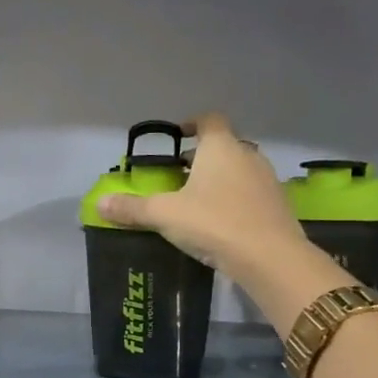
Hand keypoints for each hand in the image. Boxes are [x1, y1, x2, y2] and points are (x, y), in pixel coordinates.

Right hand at [95, 112, 307, 279]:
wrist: (269, 257)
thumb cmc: (213, 223)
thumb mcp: (164, 215)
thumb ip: (132, 208)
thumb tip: (100, 204)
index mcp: (220, 147)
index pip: (209, 120)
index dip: (193, 123)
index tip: (179, 135)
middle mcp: (247, 155)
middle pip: (224, 145)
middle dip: (202, 156)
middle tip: (180, 173)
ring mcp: (267, 180)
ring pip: (240, 169)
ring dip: (221, 178)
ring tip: (199, 199)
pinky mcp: (278, 205)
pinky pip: (252, 192)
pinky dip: (236, 198)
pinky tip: (222, 220)